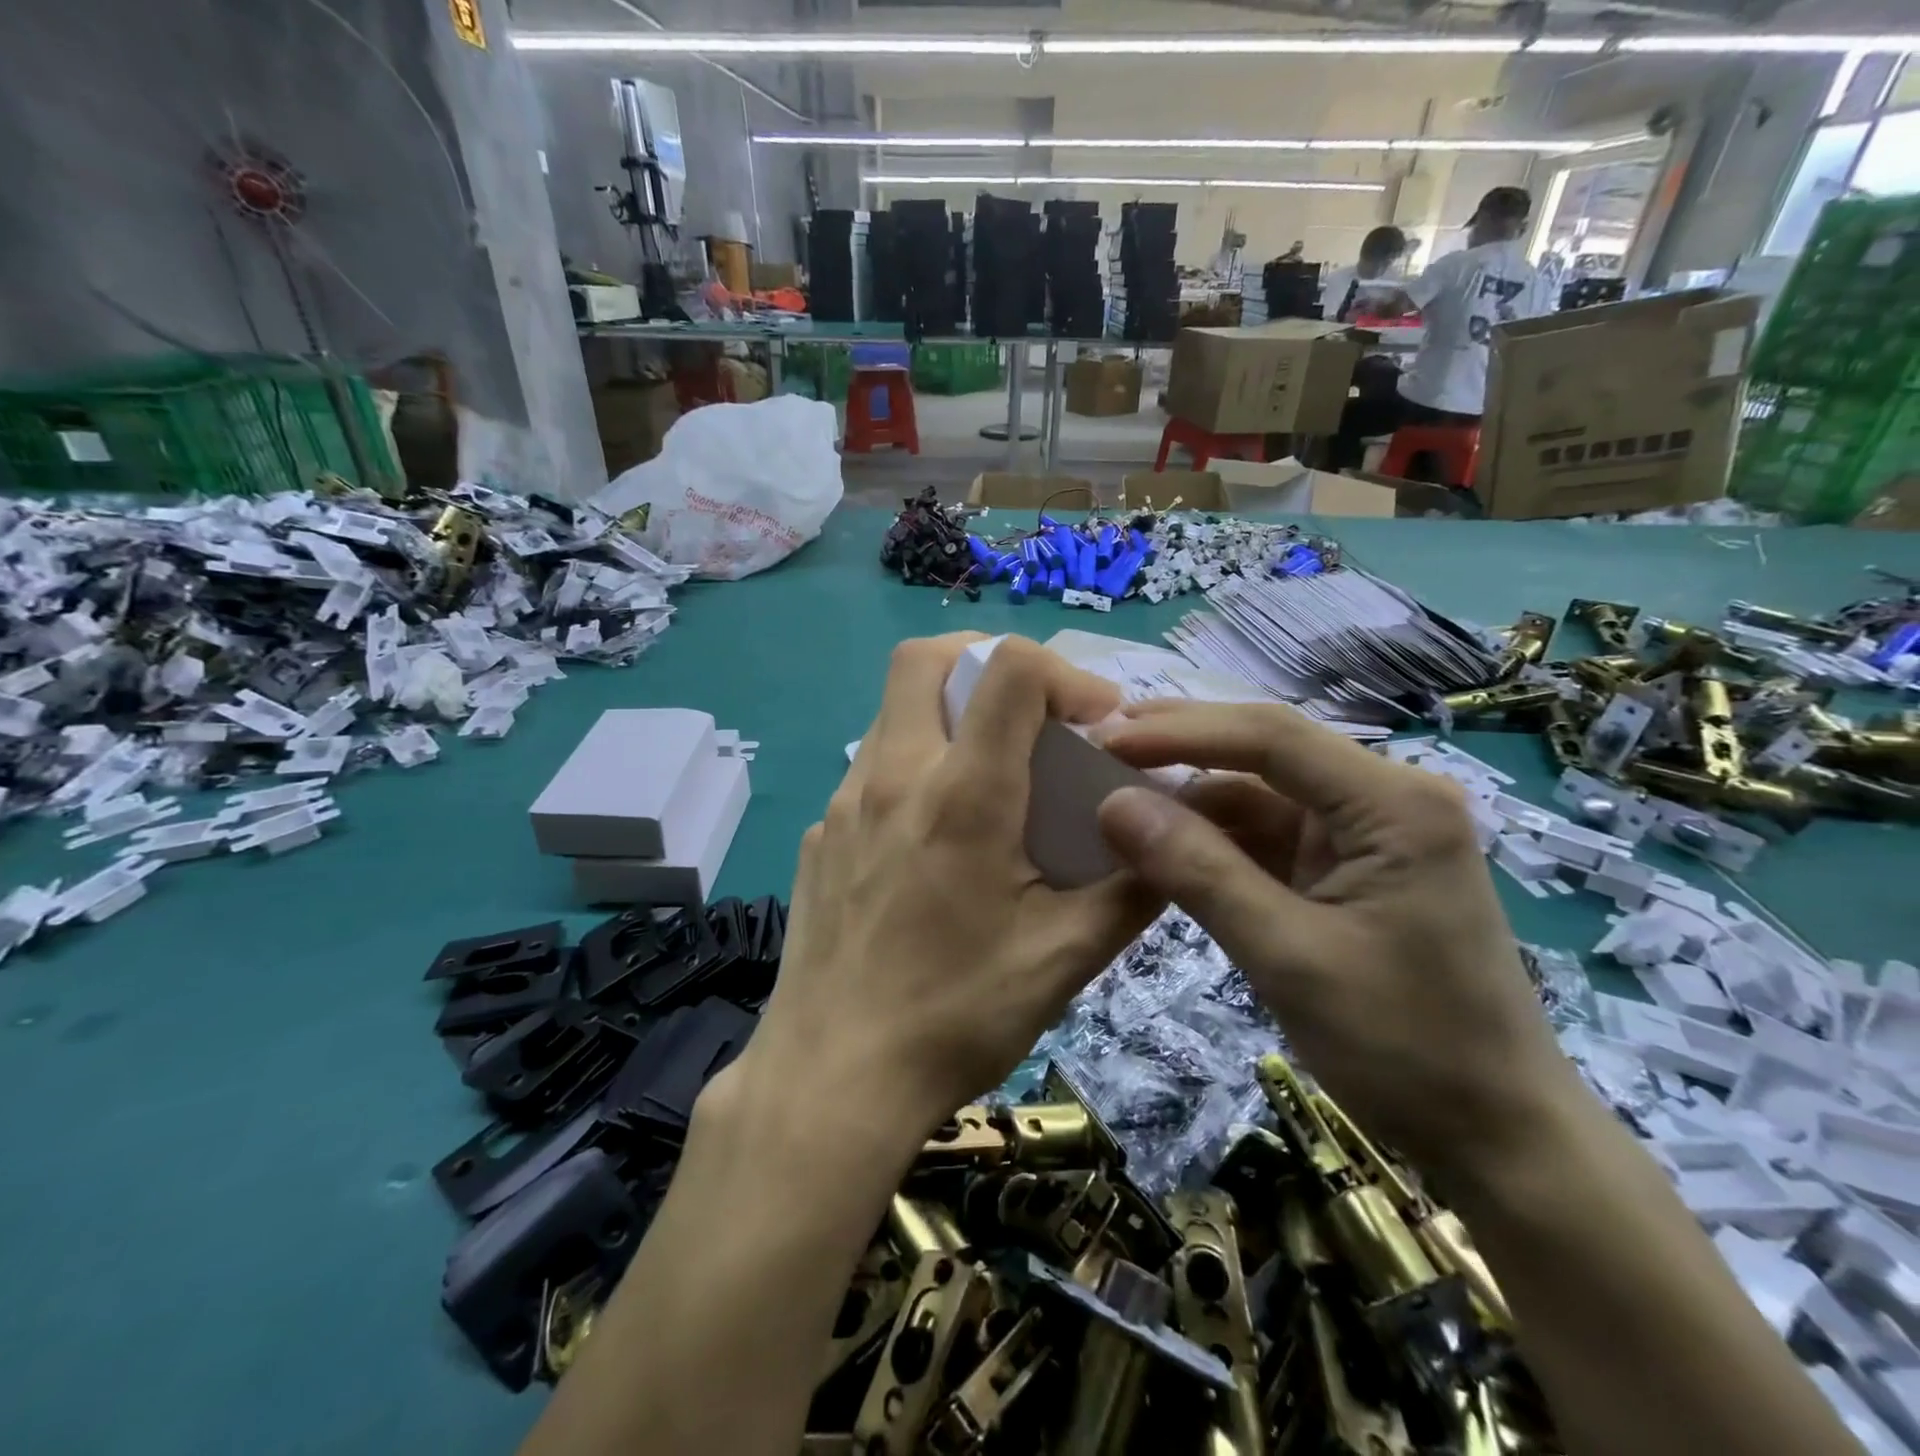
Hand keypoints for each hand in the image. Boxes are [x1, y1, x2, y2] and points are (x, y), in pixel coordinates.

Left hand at [736, 635, 1164, 1144]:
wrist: (833, 1079)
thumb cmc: (956, 1016)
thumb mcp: (1065, 958)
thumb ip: (1131, 889)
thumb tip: (1175, 840)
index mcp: (963, 794)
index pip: (1008, 669)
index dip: (1063, 672)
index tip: (1093, 722)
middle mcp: (893, 776)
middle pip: (925, 658)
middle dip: (985, 660)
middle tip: (1030, 711)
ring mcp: (844, 803)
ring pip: (894, 711)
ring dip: (948, 715)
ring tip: (991, 775)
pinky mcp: (820, 835)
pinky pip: (871, 769)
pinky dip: (915, 768)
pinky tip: (935, 838)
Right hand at [1095, 701, 1585, 1189]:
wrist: (1497, 1137)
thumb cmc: (1404, 1048)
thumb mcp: (1287, 957)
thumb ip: (1198, 872)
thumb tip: (1112, 804)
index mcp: (1393, 803)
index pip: (1270, 737)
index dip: (1179, 732)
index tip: (1105, 740)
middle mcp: (1385, 798)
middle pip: (1265, 751)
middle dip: (1180, 747)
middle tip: (1098, 745)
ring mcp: (1366, 832)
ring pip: (1258, 792)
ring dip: (1188, 798)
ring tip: (1114, 797)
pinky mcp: (1348, 866)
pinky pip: (1266, 835)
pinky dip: (1211, 839)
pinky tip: (1160, 844)